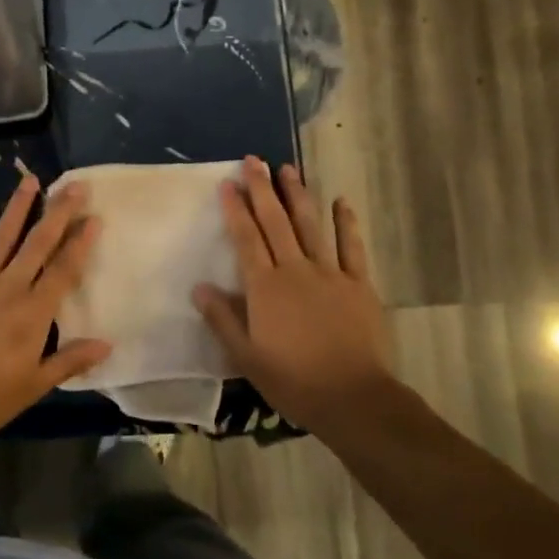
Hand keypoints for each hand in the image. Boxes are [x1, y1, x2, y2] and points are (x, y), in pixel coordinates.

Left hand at [0, 176, 110, 450]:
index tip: (94, 217)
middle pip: (38, 243)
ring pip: (3, 236)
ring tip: (31, 180)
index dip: (80, 242)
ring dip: (19, 207)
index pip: (64, 269)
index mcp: (33, 313)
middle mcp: (9, 288)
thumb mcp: (33, 385)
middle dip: (58, 212)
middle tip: (74, 186)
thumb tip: (107, 345)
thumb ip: (70, 361)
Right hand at [193, 158, 395, 433]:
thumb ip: (222, 319)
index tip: (228, 182)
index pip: (246, 238)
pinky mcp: (359, 284)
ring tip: (289, 168)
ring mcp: (330, 274)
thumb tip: (199, 287)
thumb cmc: (293, 380)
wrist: (353, 398)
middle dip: (263, 189)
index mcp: (265, 287)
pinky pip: (352, 248)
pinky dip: (346, 223)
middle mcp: (295, 270)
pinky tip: (341, 202)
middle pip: (276, 222)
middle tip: (254, 160)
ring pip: (310, 226)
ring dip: (299, 195)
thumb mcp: (247, 356)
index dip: (236, 208)